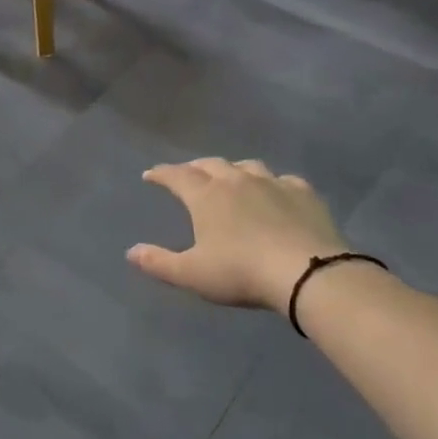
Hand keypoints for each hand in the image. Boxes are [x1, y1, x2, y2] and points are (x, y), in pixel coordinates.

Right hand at [128, 158, 344, 312]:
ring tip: (229, 178)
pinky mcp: (303, 193)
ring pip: (247, 166)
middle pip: (210, 164)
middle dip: (194, 168)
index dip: (161, 174)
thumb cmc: (241, 272)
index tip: (150, 175)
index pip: (177, 176)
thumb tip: (131, 252)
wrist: (306, 272)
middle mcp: (237, 180)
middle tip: (187, 174)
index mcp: (206, 196)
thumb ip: (159, 262)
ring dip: (232, 169)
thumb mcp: (192, 274)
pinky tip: (274, 191)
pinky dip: (271, 182)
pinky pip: (282, 179)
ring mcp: (273, 183)